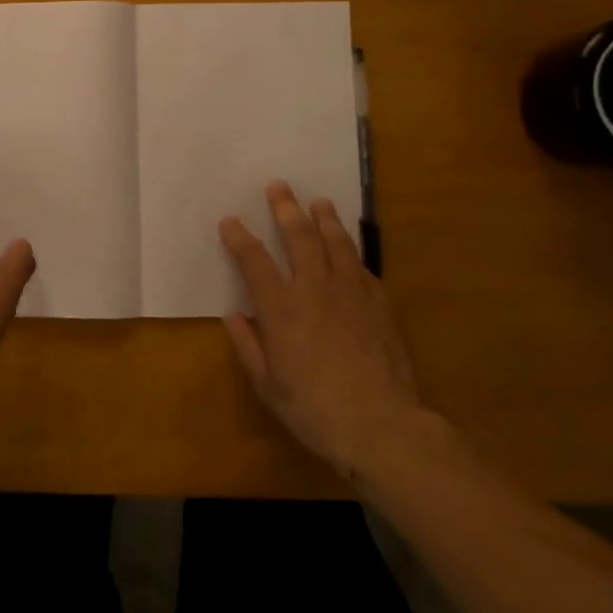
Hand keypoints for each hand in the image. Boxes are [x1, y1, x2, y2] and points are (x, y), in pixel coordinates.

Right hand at [220, 183, 428, 486]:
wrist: (382, 426)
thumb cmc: (315, 410)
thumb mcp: (268, 385)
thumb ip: (248, 345)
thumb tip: (233, 315)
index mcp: (281, 309)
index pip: (253, 261)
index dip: (239, 237)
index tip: (230, 221)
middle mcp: (314, 289)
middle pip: (299, 236)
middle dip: (286, 208)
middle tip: (279, 186)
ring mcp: (351, 293)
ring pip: (336, 243)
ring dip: (325, 219)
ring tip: (319, 202)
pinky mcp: (380, 304)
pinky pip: (363, 269)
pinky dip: (352, 254)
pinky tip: (350, 250)